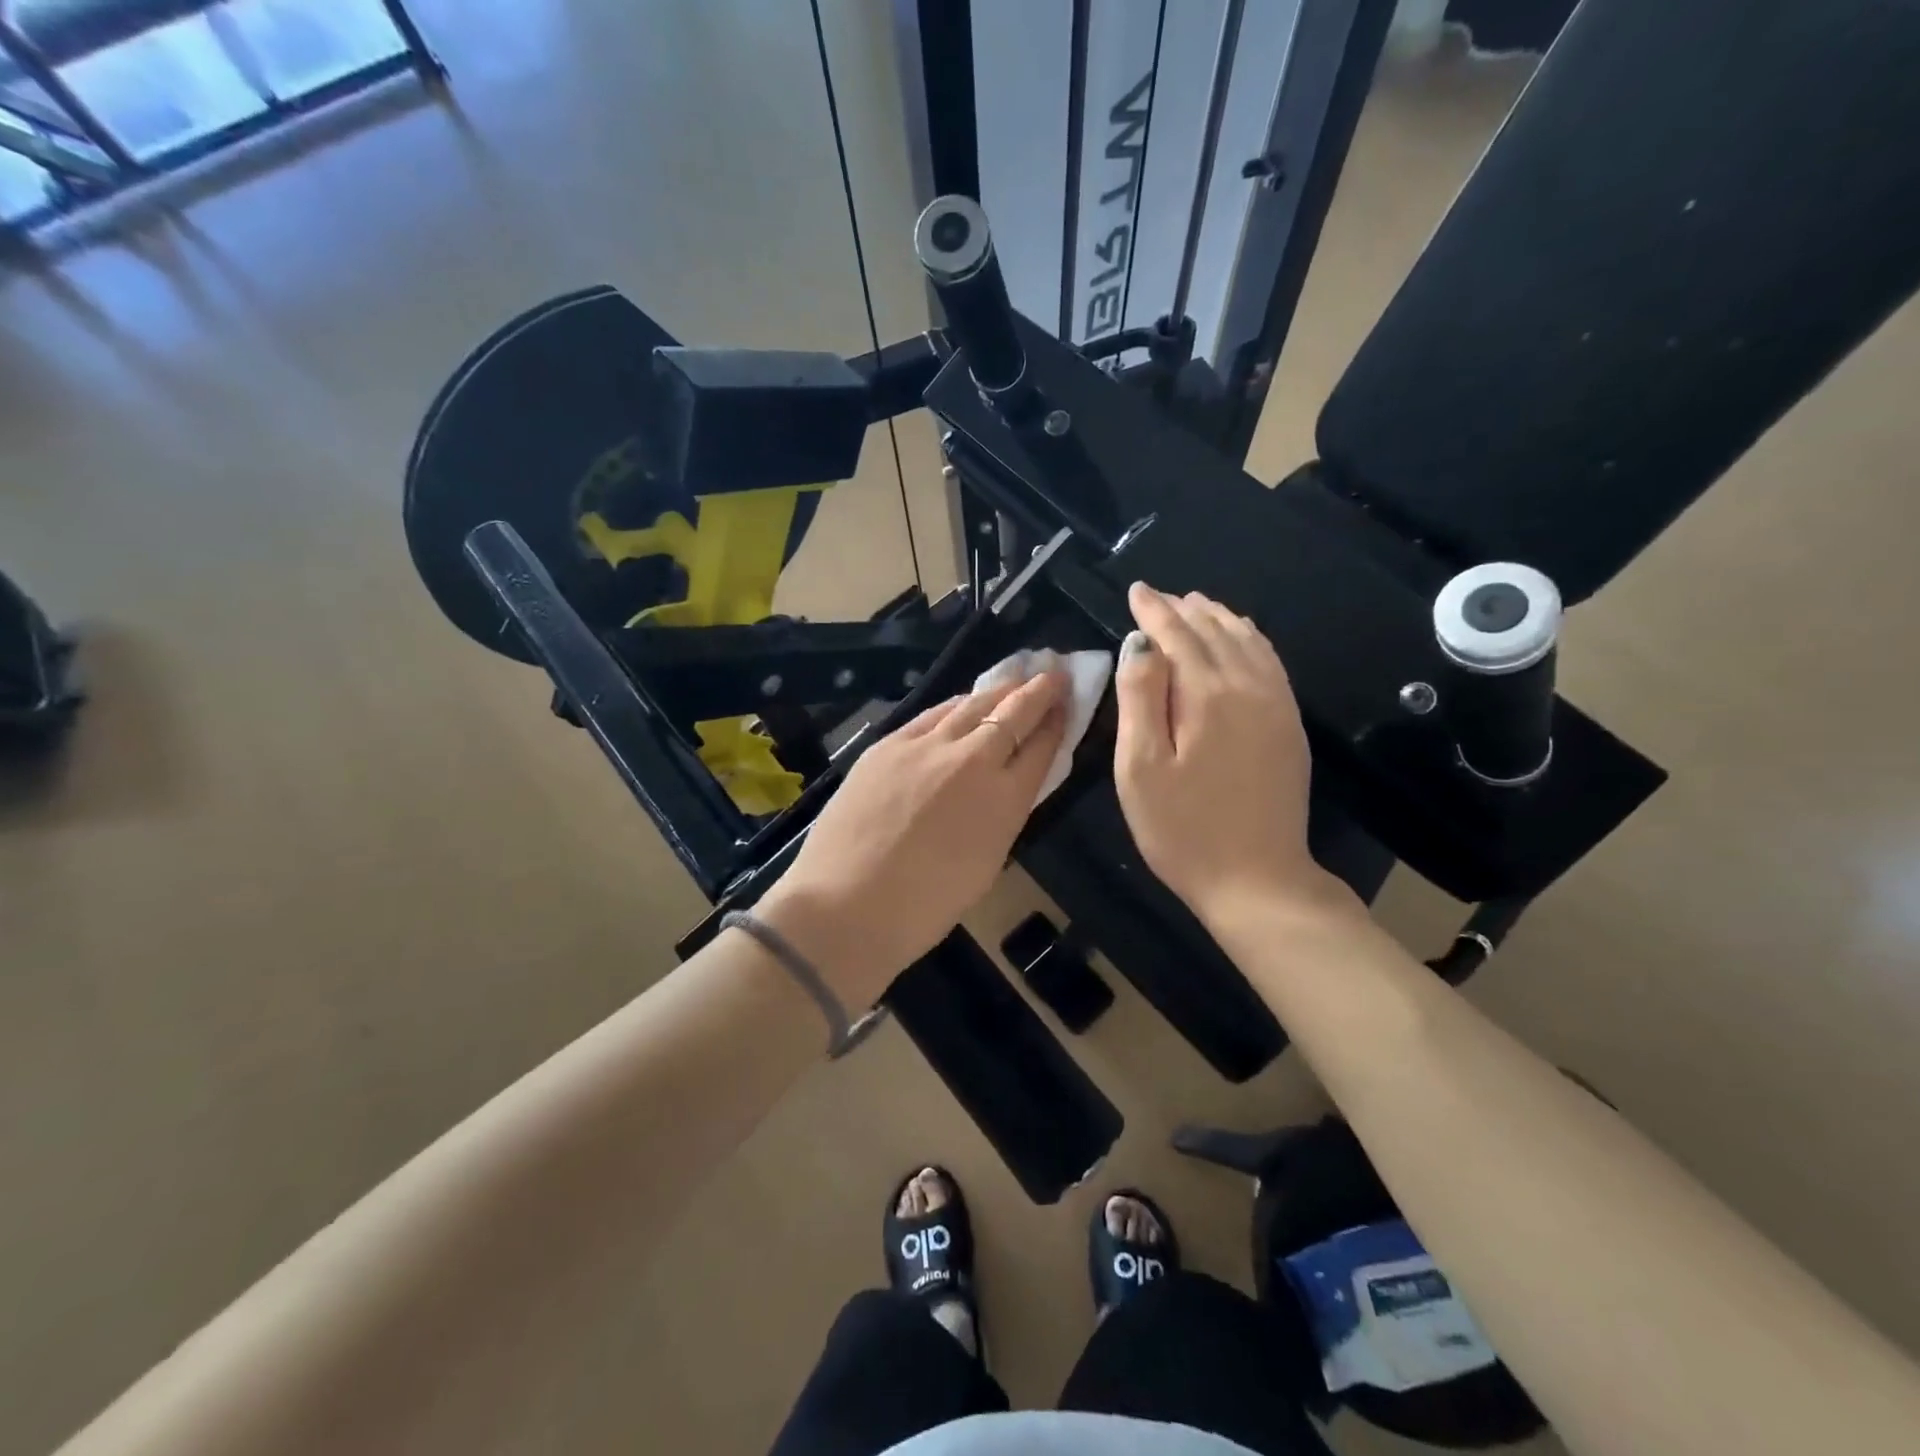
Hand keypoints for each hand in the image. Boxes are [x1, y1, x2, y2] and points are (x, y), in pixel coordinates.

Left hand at [758, 668, 1068, 1007]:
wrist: (845, 905)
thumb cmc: (923, 907)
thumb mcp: (986, 864)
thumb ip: (1002, 815)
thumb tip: (1007, 785)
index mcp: (1004, 799)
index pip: (1041, 747)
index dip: (1057, 722)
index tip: (1067, 704)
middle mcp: (972, 760)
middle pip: (1013, 713)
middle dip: (1038, 690)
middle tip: (1054, 673)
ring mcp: (927, 746)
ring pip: (972, 703)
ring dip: (999, 690)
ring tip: (1015, 679)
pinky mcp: (889, 743)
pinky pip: (933, 713)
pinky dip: (956, 705)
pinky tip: (962, 701)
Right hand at [1113, 582, 1352, 929]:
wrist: (1258, 881)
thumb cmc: (1182, 829)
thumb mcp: (1140, 767)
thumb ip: (1140, 698)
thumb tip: (1140, 643)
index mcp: (1208, 695)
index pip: (1177, 635)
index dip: (1154, 610)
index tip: (1136, 590)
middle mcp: (1249, 688)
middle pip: (1215, 631)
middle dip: (1184, 609)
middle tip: (1158, 596)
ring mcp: (1277, 706)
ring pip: (1248, 642)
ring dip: (1219, 619)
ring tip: (1196, 605)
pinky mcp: (1289, 727)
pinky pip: (1271, 664)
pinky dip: (1251, 640)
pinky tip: (1241, 639)